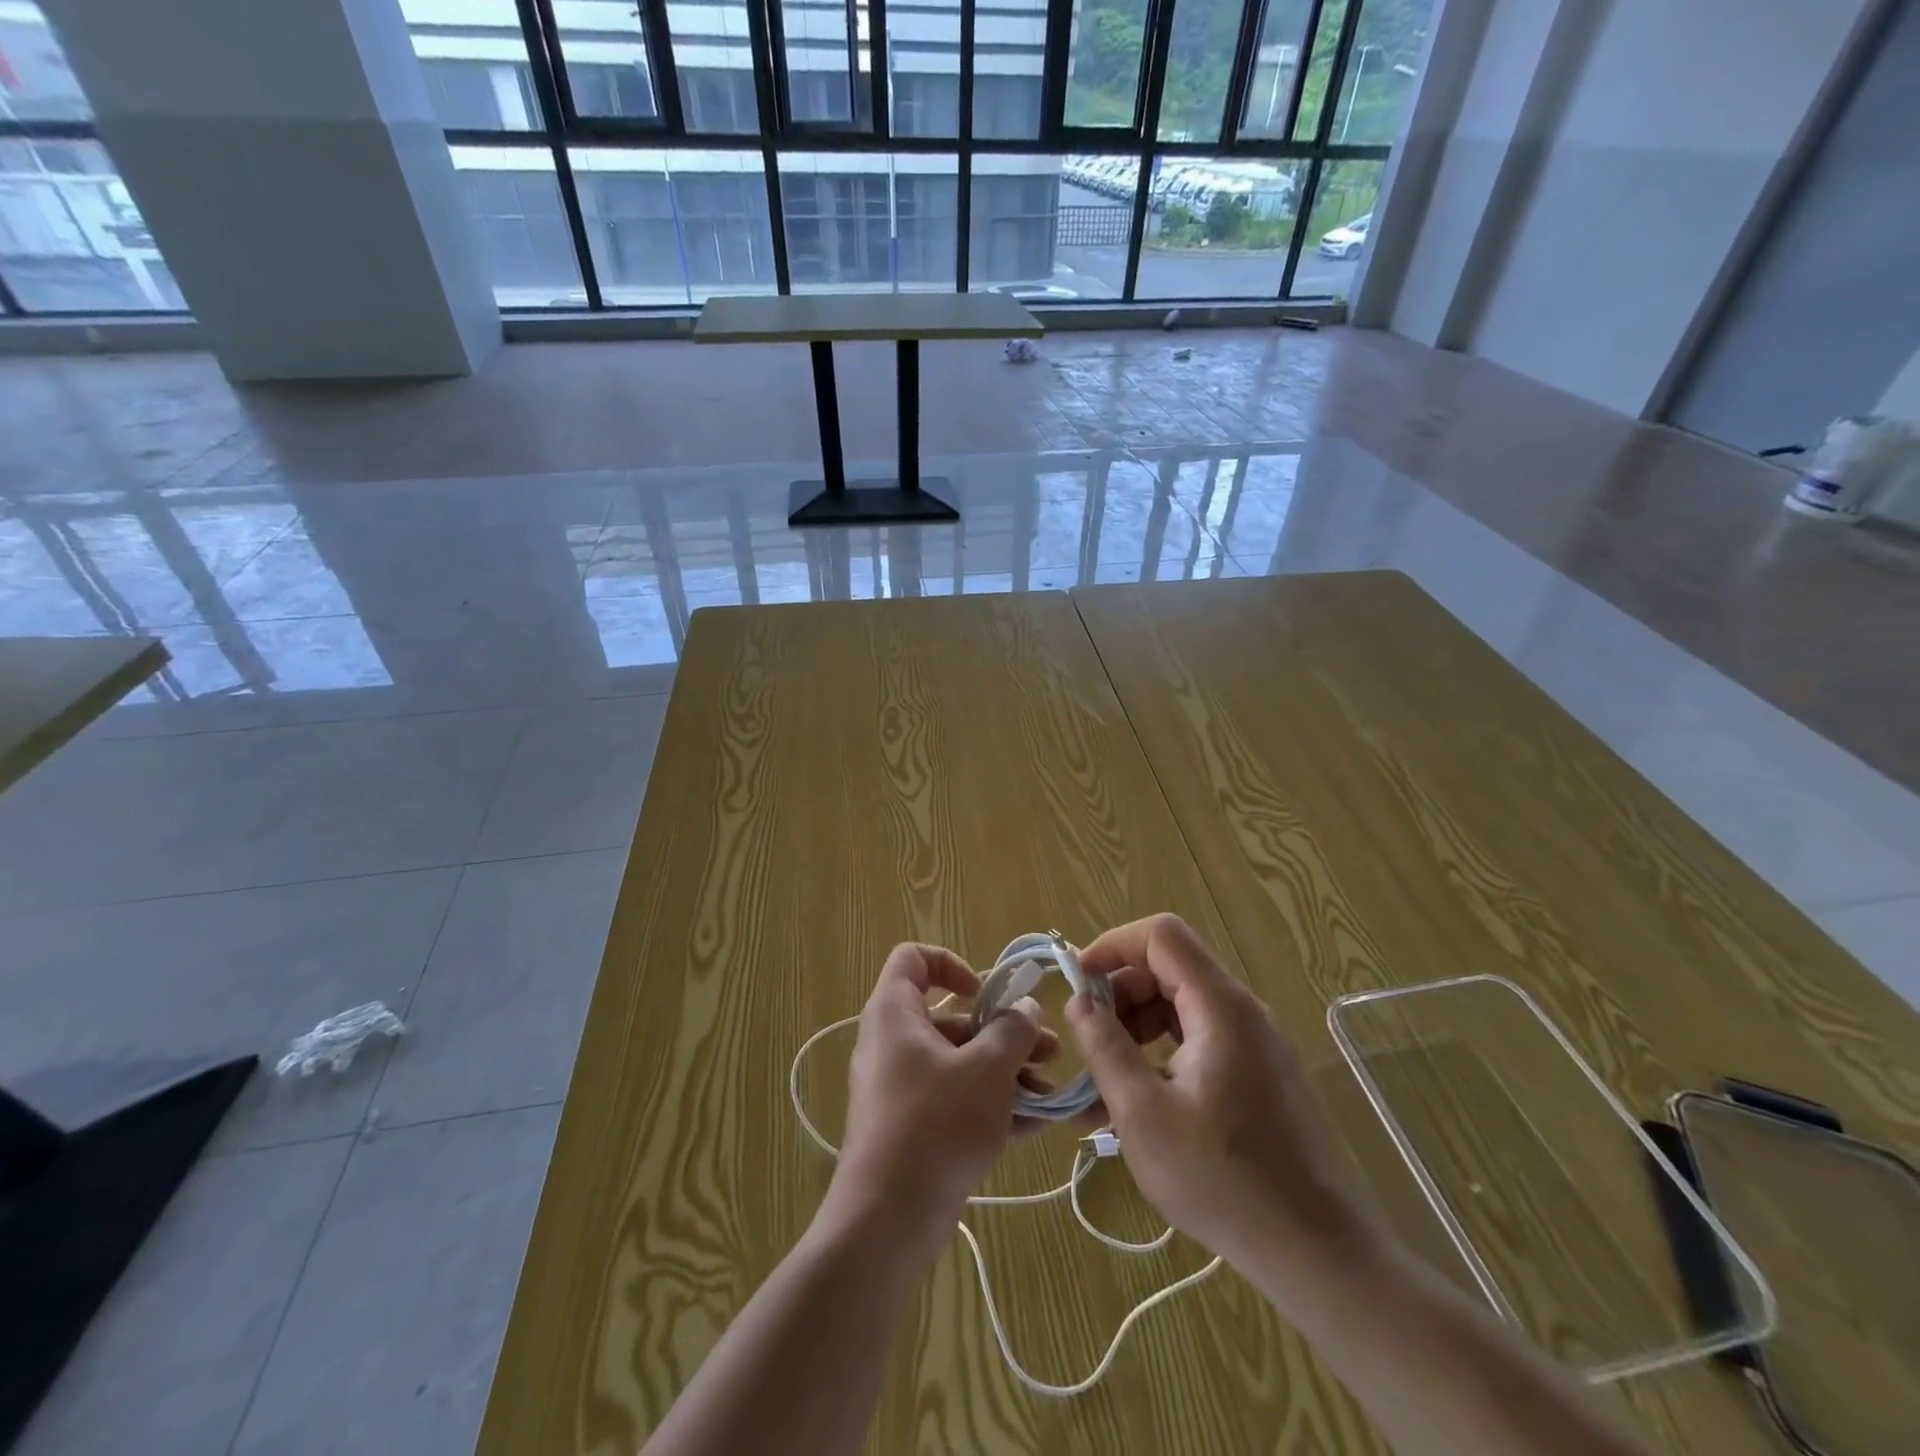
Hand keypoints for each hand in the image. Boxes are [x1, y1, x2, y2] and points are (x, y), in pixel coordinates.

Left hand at [829, 944, 1054, 1248]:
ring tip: (1050, 1091)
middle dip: (1003, 1030)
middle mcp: (892, 1043)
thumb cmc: (936, 1124)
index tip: (986, 993)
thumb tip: (1026, 1007)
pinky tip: (1035, 1124)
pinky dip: (990, 1103)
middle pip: (950, 1018)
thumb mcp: (987, 1070)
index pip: (913, 959)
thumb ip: (1012, 1030)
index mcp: (895, 1013)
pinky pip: (954, 1099)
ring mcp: (900, 1088)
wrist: (887, 1221)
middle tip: (1049, 1048)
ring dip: (1006, 1070)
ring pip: (958, 1062)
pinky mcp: (910, 1127)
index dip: (952, 964)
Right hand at [1067, 915, 1374, 1285]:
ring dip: (1137, 1027)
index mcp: (1220, 1007)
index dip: (1113, 945)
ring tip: (1105, 1079)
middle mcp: (1243, 1011)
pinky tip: (1140, 1101)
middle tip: (1091, 1041)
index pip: (1161, 935)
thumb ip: (1105, 1047)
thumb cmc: (1223, 1179)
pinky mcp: (1260, 1073)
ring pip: (1182, 1004)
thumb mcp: (1143, 1114)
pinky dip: (1163, 1052)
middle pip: (1170, 968)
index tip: (1078, 983)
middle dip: (1121, 993)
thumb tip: (1079, 1001)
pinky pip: (1200, 1038)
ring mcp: (1256, 1042)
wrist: (1318, 1252)